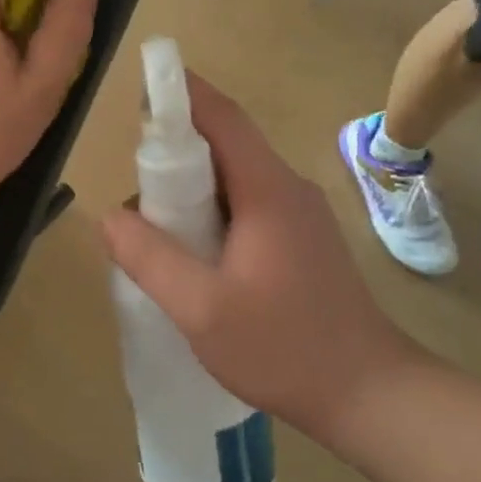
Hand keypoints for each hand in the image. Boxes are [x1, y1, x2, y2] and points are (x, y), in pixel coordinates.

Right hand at [101, 75, 424, 439]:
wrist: (371, 396)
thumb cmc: (285, 348)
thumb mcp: (201, 309)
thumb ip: (150, 258)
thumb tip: (109, 216)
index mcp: (268, 191)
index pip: (222, 120)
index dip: (182, 95)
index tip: (142, 85)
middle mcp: (287, 190)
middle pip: (224, 146)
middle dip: (174, 150)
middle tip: (132, 182)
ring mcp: (298, 216)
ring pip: (232, 178)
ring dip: (189, 186)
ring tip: (151, 222)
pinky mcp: (299, 241)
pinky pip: (244, 205)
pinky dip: (208, 210)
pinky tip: (188, 249)